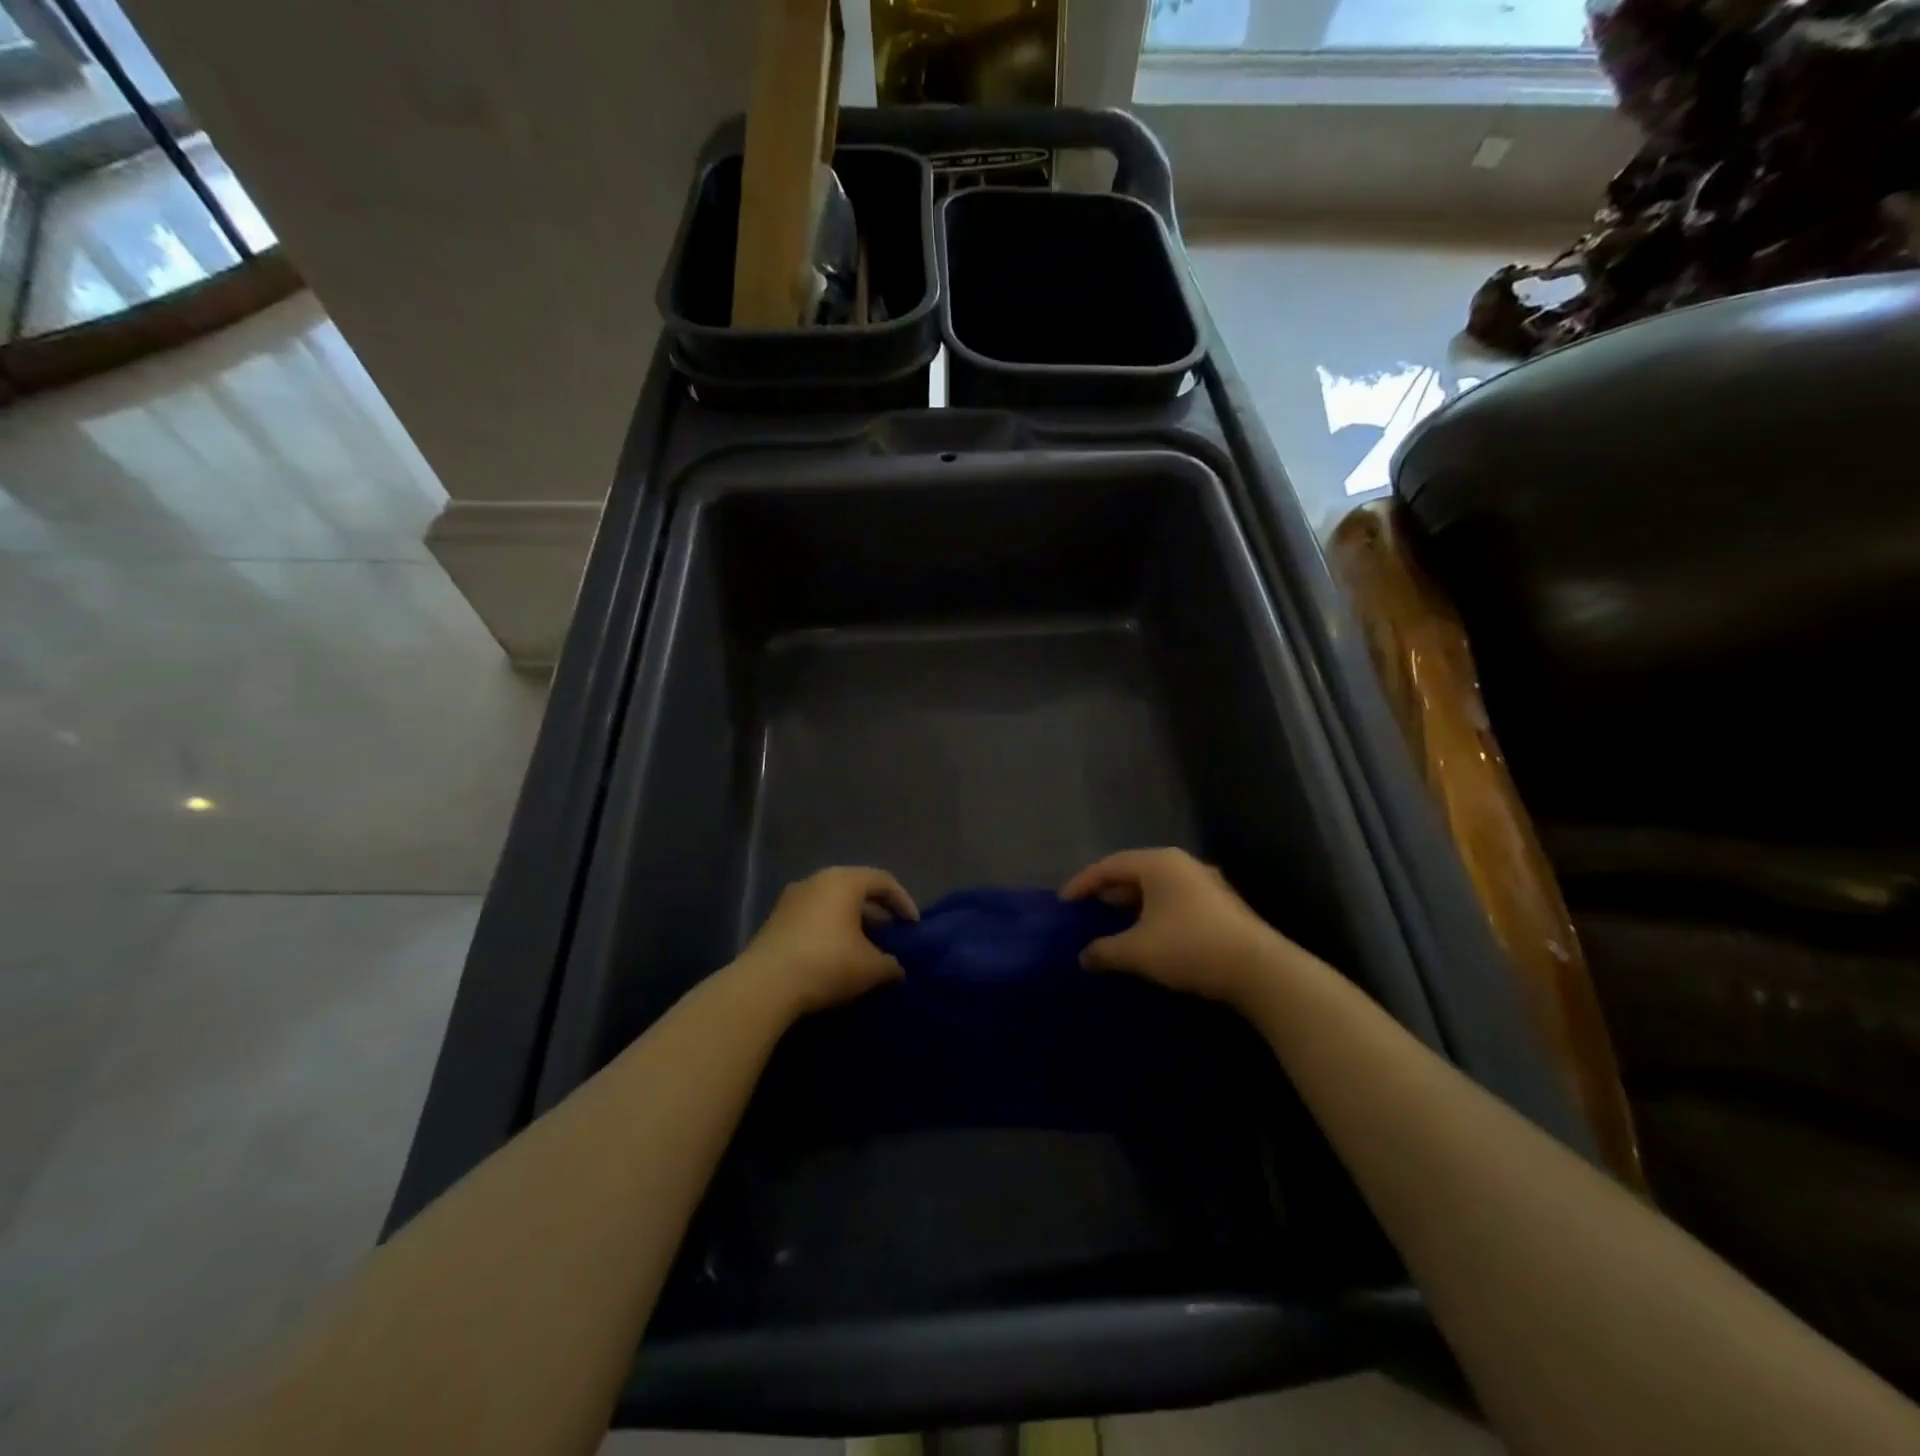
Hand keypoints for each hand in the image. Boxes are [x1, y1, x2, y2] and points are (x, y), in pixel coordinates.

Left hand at [731, 866, 917, 1019]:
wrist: (765, 985)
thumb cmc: (827, 963)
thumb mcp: (871, 968)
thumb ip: (891, 964)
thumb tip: (896, 968)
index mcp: (844, 881)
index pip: (883, 880)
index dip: (903, 901)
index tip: (913, 927)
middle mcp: (817, 880)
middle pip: (856, 888)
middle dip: (876, 911)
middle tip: (890, 935)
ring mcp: (791, 898)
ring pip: (831, 902)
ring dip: (851, 921)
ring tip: (863, 947)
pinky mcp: (774, 919)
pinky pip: (812, 916)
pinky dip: (829, 929)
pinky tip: (834, 955)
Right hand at [1062, 848, 1284, 1009]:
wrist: (1258, 969)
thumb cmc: (1189, 947)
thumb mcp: (1137, 951)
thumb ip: (1105, 950)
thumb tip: (1084, 956)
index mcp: (1158, 863)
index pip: (1109, 866)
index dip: (1082, 883)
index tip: (1064, 903)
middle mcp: (1182, 864)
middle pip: (1134, 872)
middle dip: (1108, 892)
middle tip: (1087, 910)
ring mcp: (1206, 882)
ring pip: (1157, 887)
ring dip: (1132, 904)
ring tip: (1115, 923)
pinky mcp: (1221, 904)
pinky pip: (1175, 900)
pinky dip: (1154, 912)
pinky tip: (1150, 935)